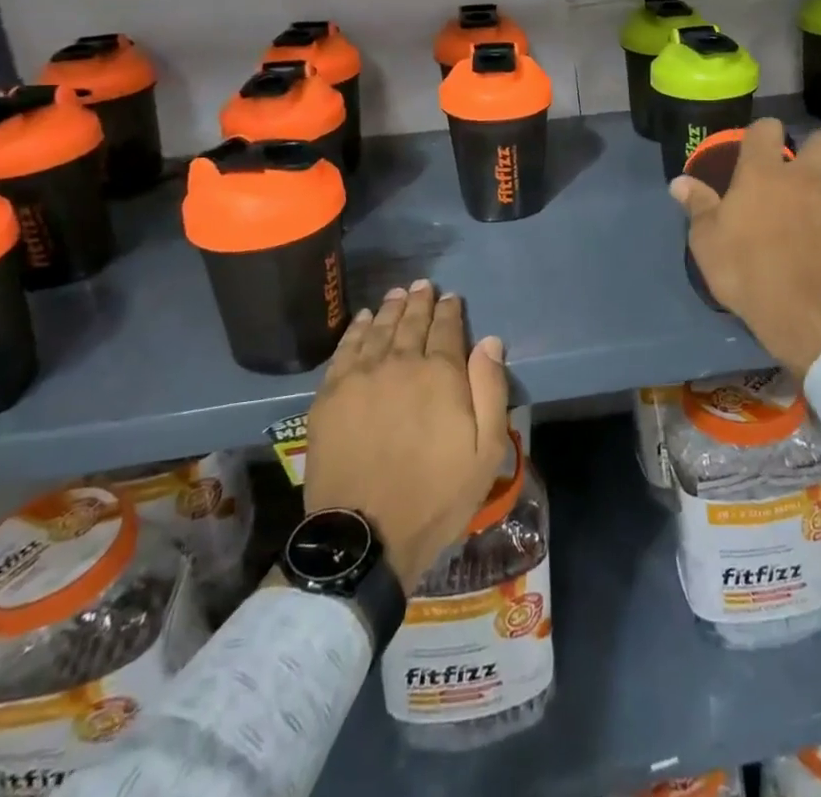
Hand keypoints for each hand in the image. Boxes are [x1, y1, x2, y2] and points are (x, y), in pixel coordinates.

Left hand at [303, 280, 511, 590]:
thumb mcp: (485, 451)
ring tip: (397, 293)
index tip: (451, 297)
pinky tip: (362, 320)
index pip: (447, 329)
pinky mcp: (330, 396)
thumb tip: (490, 341)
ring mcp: (361, 377)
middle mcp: (400, 363)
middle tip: (423, 285)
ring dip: (390, 309)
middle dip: (420, 302)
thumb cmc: (435, 496)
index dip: (450, 310)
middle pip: (411, 323)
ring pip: (379, 330)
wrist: (365, 535)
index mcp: (441, 374)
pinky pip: (345, 350)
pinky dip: (356, 330)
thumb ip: (490, 390)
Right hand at [670, 117, 820, 375]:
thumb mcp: (708, 244)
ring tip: (812, 225)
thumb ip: (698, 207)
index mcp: (763, 174)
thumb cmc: (749, 273)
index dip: (762, 133)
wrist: (815, 317)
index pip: (766, 128)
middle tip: (797, 176)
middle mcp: (806, 179)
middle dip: (812, 150)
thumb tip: (679, 182)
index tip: (756, 149)